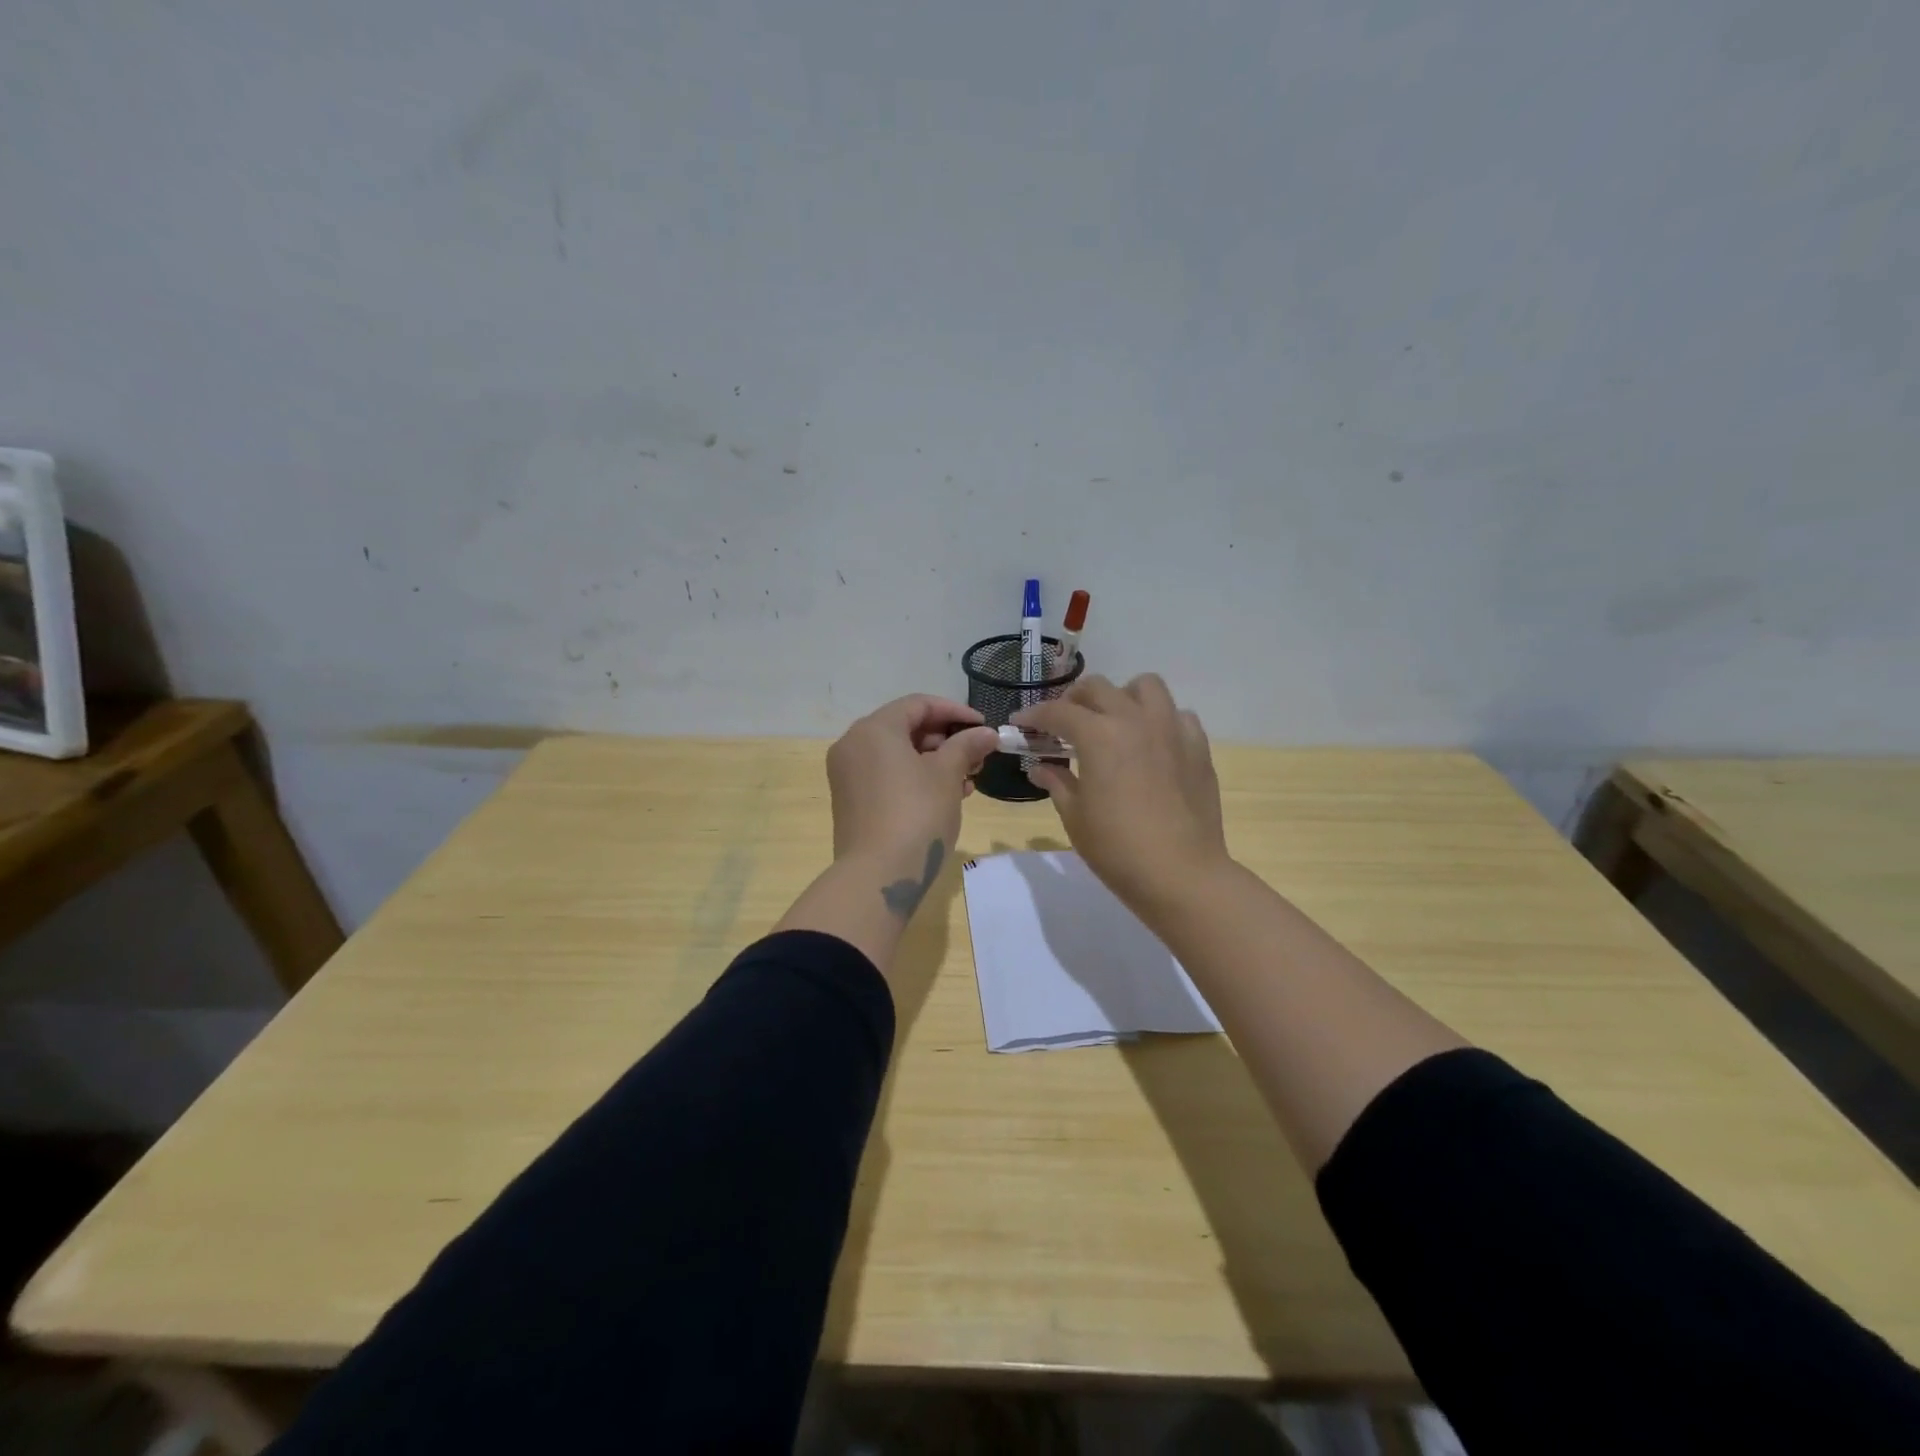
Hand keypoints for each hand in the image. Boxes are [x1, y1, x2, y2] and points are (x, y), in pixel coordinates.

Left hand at [826, 694, 999, 877]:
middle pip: (906, 728)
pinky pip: (887, 775)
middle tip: (978, 756)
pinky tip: (947, 795)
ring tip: (969, 780)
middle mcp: (854, 744)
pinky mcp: (851, 800)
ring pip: (898, 754)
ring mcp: (848, 774)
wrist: (878, 875)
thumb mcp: (948, 775)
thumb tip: (987, 734)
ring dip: (935, 761)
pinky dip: (916, 778)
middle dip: (946, 740)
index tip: (984, 727)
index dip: (955, 712)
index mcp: (874, 729)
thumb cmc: (916, 814)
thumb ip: (967, 746)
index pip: (919, 705)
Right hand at [1013, 674, 1231, 918]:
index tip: (1020, 723)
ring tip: (1113, 721)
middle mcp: (1135, 720)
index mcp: (1099, 736)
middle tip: (1063, 724)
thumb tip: (1041, 767)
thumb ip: (1057, 783)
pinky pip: (1178, 715)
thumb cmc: (1117, 849)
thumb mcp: (1076, 817)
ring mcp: (1171, 729)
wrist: (1181, 875)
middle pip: (1098, 688)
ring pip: (1145, 686)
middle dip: (1074, 700)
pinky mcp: (1198, 746)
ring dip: (1122, 697)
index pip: (1058, 711)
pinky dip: (1160, 720)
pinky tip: (1152, 744)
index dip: (1034, 715)